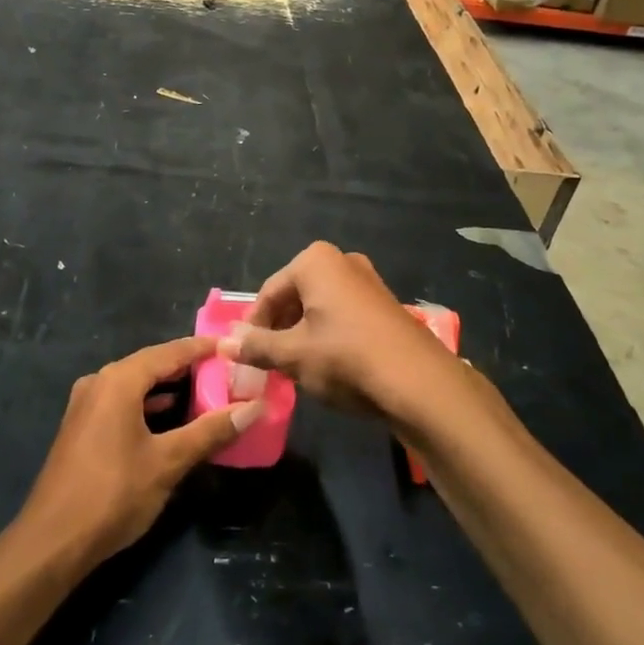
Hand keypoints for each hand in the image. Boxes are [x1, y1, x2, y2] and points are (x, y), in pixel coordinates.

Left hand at [19, 337, 262, 568]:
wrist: (52, 542)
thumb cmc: (113, 494)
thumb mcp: (168, 462)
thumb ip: (210, 431)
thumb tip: (253, 408)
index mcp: (119, 380)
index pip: (170, 352)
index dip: (203, 348)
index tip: (233, 346)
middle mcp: (100, 382)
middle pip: (151, 364)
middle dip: (188, 367)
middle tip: (226, 370)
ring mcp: (86, 404)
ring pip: (136, 384)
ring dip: (169, 387)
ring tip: (207, 391)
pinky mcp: (82, 427)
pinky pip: (122, 402)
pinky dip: (148, 404)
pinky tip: (170, 417)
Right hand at [217, 243, 465, 425]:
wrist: (419, 382)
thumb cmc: (345, 358)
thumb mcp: (293, 355)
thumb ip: (256, 347)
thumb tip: (224, 343)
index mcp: (314, 261)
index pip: (268, 293)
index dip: (252, 326)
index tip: (244, 355)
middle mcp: (341, 261)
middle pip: (294, 296)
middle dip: (278, 329)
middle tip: (267, 363)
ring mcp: (367, 282)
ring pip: (319, 308)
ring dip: (301, 335)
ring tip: (294, 368)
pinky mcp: (385, 305)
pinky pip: (343, 316)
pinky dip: (327, 336)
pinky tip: (327, 366)